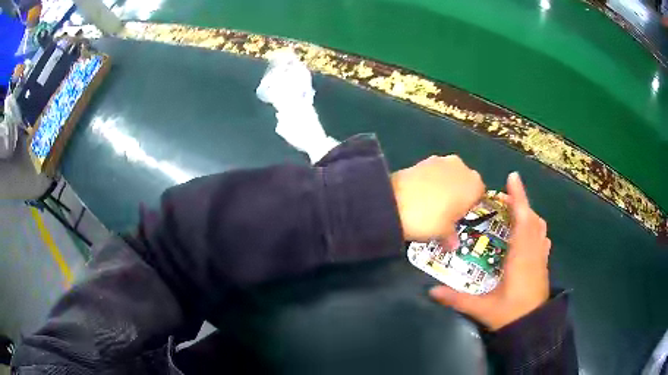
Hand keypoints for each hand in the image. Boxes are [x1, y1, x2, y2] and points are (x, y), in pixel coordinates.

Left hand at [391, 155, 484, 241]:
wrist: (394, 202)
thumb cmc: (429, 220)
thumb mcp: (443, 234)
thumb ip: (451, 237)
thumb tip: (453, 244)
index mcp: (474, 184)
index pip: (479, 194)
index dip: (469, 206)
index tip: (459, 217)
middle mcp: (462, 167)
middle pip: (464, 181)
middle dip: (458, 193)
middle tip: (446, 211)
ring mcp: (441, 160)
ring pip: (448, 174)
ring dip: (443, 185)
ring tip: (430, 203)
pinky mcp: (423, 159)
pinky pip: (432, 171)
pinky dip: (429, 180)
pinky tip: (419, 193)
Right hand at [429, 172, 550, 330]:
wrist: (533, 327)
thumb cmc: (510, 314)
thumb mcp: (483, 308)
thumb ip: (457, 299)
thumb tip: (431, 291)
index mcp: (520, 256)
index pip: (522, 219)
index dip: (518, 197)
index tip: (513, 177)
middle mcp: (533, 251)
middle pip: (531, 218)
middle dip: (520, 202)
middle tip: (504, 198)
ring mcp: (541, 257)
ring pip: (539, 227)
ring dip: (528, 214)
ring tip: (515, 212)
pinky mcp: (544, 264)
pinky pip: (542, 238)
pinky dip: (536, 228)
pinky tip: (528, 233)